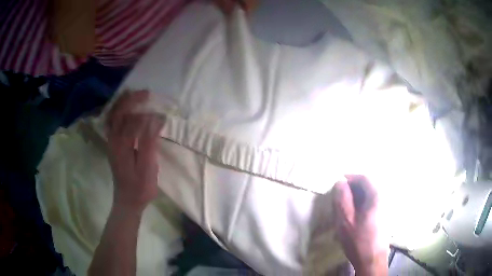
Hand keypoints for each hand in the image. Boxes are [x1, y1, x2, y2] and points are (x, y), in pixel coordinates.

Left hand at [106, 90, 163, 210]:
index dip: (149, 116)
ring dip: (123, 102)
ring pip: (113, 115)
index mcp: (122, 145)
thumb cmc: (140, 187)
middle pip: (119, 112)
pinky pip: (113, 122)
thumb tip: (156, 120)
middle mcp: (113, 140)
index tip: (163, 118)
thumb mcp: (148, 168)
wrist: (127, 200)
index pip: (134, 121)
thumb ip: (150, 142)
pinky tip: (126, 109)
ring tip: (135, 95)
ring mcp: (111, 142)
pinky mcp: (112, 145)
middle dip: (132, 99)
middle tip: (146, 93)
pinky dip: (119, 112)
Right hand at [333, 175, 387, 275]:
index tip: (338, 182)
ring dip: (357, 197)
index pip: (364, 178)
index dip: (351, 177)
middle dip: (353, 188)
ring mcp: (386, 208)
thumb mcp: (346, 220)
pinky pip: (372, 203)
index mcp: (377, 196)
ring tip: (345, 207)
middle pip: (368, 185)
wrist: (372, 260)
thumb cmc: (359, 240)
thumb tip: (340, 182)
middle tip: (340, 196)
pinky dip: (362, 204)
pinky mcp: (384, 216)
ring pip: (370, 195)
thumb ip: (343, 199)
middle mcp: (384, 198)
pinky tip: (354, 216)